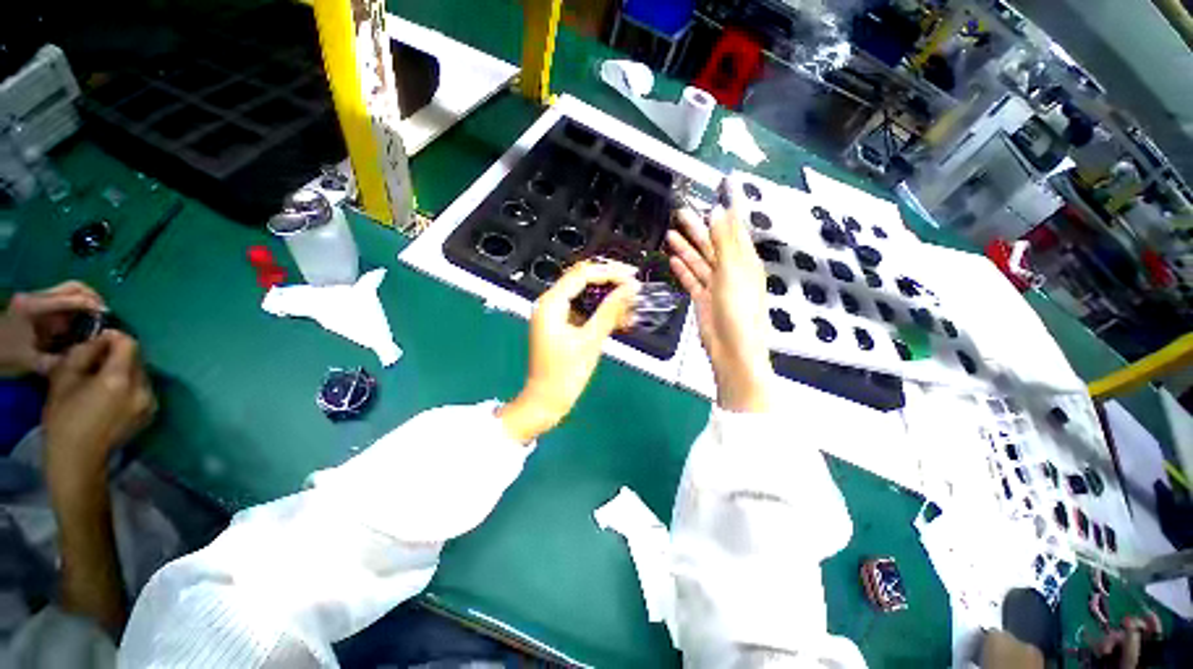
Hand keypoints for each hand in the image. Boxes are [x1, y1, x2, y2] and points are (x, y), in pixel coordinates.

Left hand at [0, 281, 106, 376]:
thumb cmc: (5, 356)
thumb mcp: (30, 362)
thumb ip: (56, 360)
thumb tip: (83, 357)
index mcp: (35, 306)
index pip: (72, 298)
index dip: (93, 305)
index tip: (108, 318)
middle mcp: (37, 297)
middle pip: (74, 288)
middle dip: (93, 298)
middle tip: (104, 316)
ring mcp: (36, 300)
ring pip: (70, 292)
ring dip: (86, 303)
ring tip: (95, 320)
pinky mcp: (37, 306)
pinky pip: (63, 302)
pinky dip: (77, 309)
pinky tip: (80, 324)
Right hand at [43, 331, 155, 499]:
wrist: (79, 459)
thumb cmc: (65, 419)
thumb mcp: (65, 377)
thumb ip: (85, 352)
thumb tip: (101, 339)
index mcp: (120, 379)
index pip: (129, 344)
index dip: (113, 338)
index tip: (97, 341)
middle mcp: (142, 388)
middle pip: (137, 358)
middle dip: (119, 354)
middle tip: (97, 361)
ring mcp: (151, 401)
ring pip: (142, 372)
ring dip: (125, 369)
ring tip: (102, 380)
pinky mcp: (152, 412)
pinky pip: (144, 388)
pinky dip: (131, 384)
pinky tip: (112, 395)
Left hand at [498, 261, 639, 442]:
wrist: (545, 402)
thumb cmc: (564, 374)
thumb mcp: (590, 341)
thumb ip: (610, 311)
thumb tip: (630, 288)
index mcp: (551, 303)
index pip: (582, 274)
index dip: (609, 272)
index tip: (633, 276)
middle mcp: (550, 303)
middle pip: (582, 280)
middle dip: (610, 282)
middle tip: (634, 286)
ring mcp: (555, 314)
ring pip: (585, 295)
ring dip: (608, 298)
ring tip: (632, 303)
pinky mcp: (562, 325)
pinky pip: (584, 310)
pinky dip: (601, 312)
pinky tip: (621, 318)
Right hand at [666, 199, 772, 412]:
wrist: (732, 348)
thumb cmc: (738, 309)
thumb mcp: (732, 271)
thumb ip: (724, 241)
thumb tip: (717, 211)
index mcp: (744, 261)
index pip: (734, 229)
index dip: (725, 212)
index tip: (718, 192)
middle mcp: (731, 270)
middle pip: (712, 244)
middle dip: (696, 228)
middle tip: (680, 212)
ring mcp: (716, 285)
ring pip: (699, 261)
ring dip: (686, 248)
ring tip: (671, 233)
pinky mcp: (703, 299)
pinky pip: (693, 279)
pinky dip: (684, 269)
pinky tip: (674, 259)